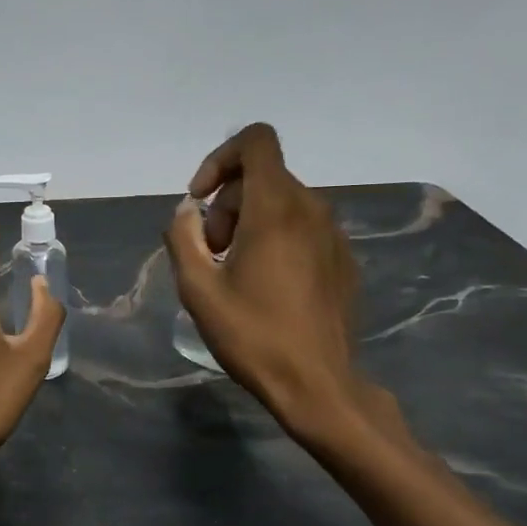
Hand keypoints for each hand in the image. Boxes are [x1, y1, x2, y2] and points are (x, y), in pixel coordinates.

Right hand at [165, 123, 390, 450]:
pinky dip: (276, 240)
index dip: (220, 159)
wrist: (317, 384)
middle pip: (262, 178)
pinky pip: (303, 229)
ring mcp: (334, 234)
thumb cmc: (253, 336)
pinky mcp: (344, 259)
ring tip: (233, 273)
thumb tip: (187, 212)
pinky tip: (265, 286)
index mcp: (276, 208)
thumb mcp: (198, 289)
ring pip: (283, 204)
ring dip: (248, 224)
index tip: (200, 200)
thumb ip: (183, 238)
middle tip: (210, 254)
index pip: (256, 141)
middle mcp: (312, 209)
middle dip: (226, 205)